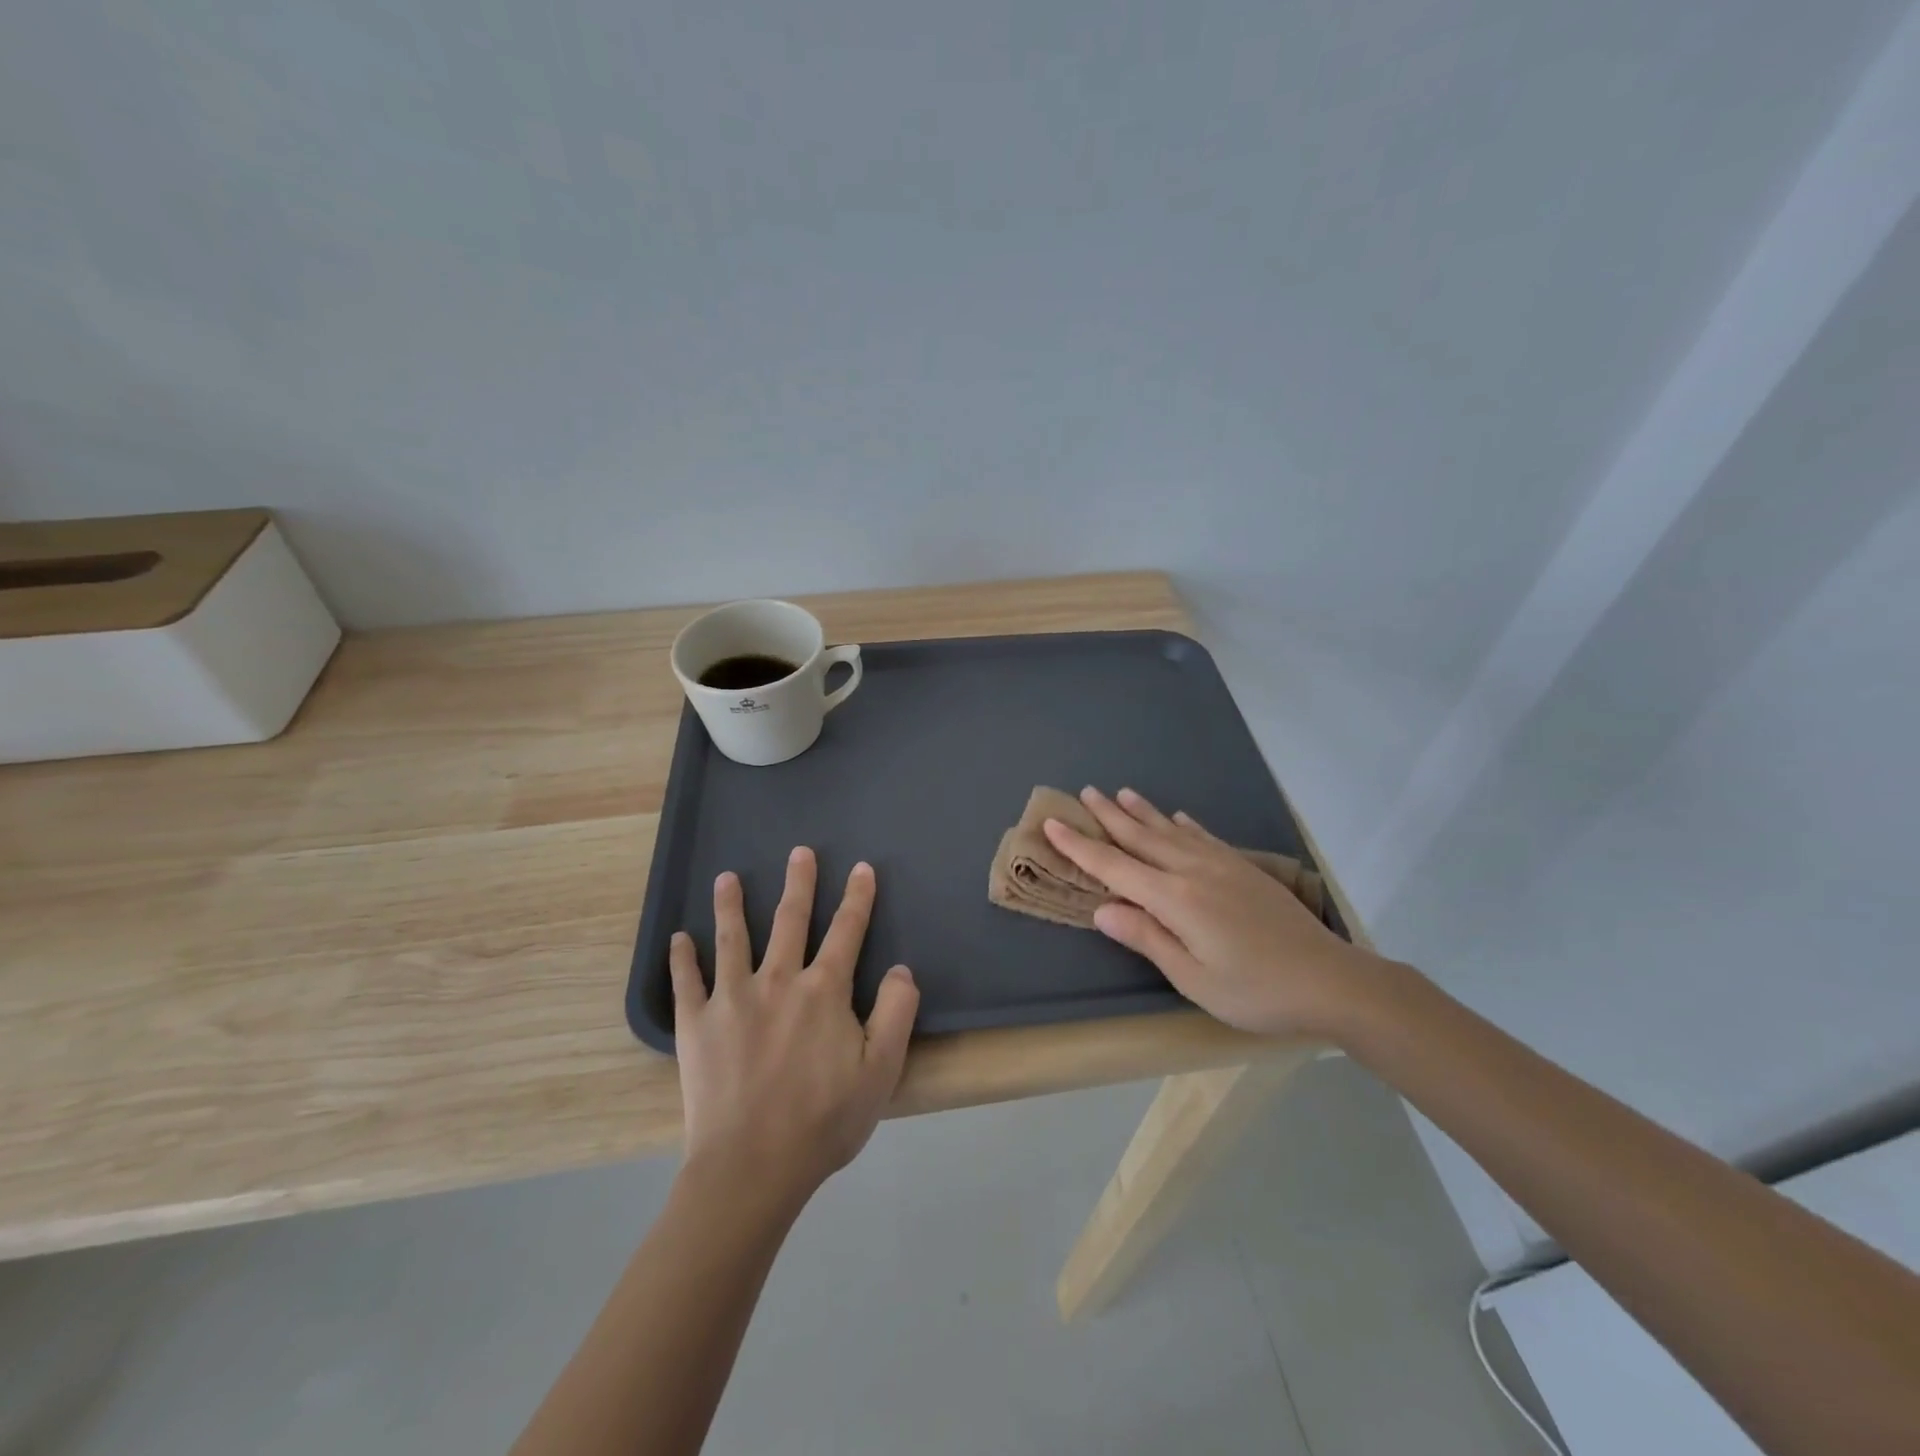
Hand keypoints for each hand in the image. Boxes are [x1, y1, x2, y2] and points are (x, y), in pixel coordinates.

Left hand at [670, 848, 919, 1206]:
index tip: (861, 868)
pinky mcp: (696, 1025)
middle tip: (799, 851)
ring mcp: (732, 999)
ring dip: (730, 905)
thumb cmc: (823, 1121)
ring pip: (732, 938)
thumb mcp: (881, 1071)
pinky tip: (678, 939)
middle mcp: (778, 980)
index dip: (857, 898)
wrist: (752, 1167)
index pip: (846, 931)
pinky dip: (681, 959)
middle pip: (790, 920)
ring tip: (726, 877)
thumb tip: (900, 969)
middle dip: (799, 883)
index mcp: (824, 991)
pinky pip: (686, 983)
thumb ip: (896, 1013)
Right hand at [1043, 787, 1380, 1035]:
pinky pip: (1203, 837)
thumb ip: (1147, 939)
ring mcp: (1222, 865)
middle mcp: (1194, 871)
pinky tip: (1176, 817)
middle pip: (1141, 838)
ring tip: (1120, 792)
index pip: (1115, 868)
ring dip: (1142, 812)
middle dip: (1108, 816)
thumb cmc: (1256, 990)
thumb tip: (1101, 910)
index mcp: (1176, 899)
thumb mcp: (1194, 979)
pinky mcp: (1244, 869)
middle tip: (1084, 792)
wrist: (1330, 979)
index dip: (1081, 847)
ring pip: (1170, 831)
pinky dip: (1184, 825)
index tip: (1053, 823)